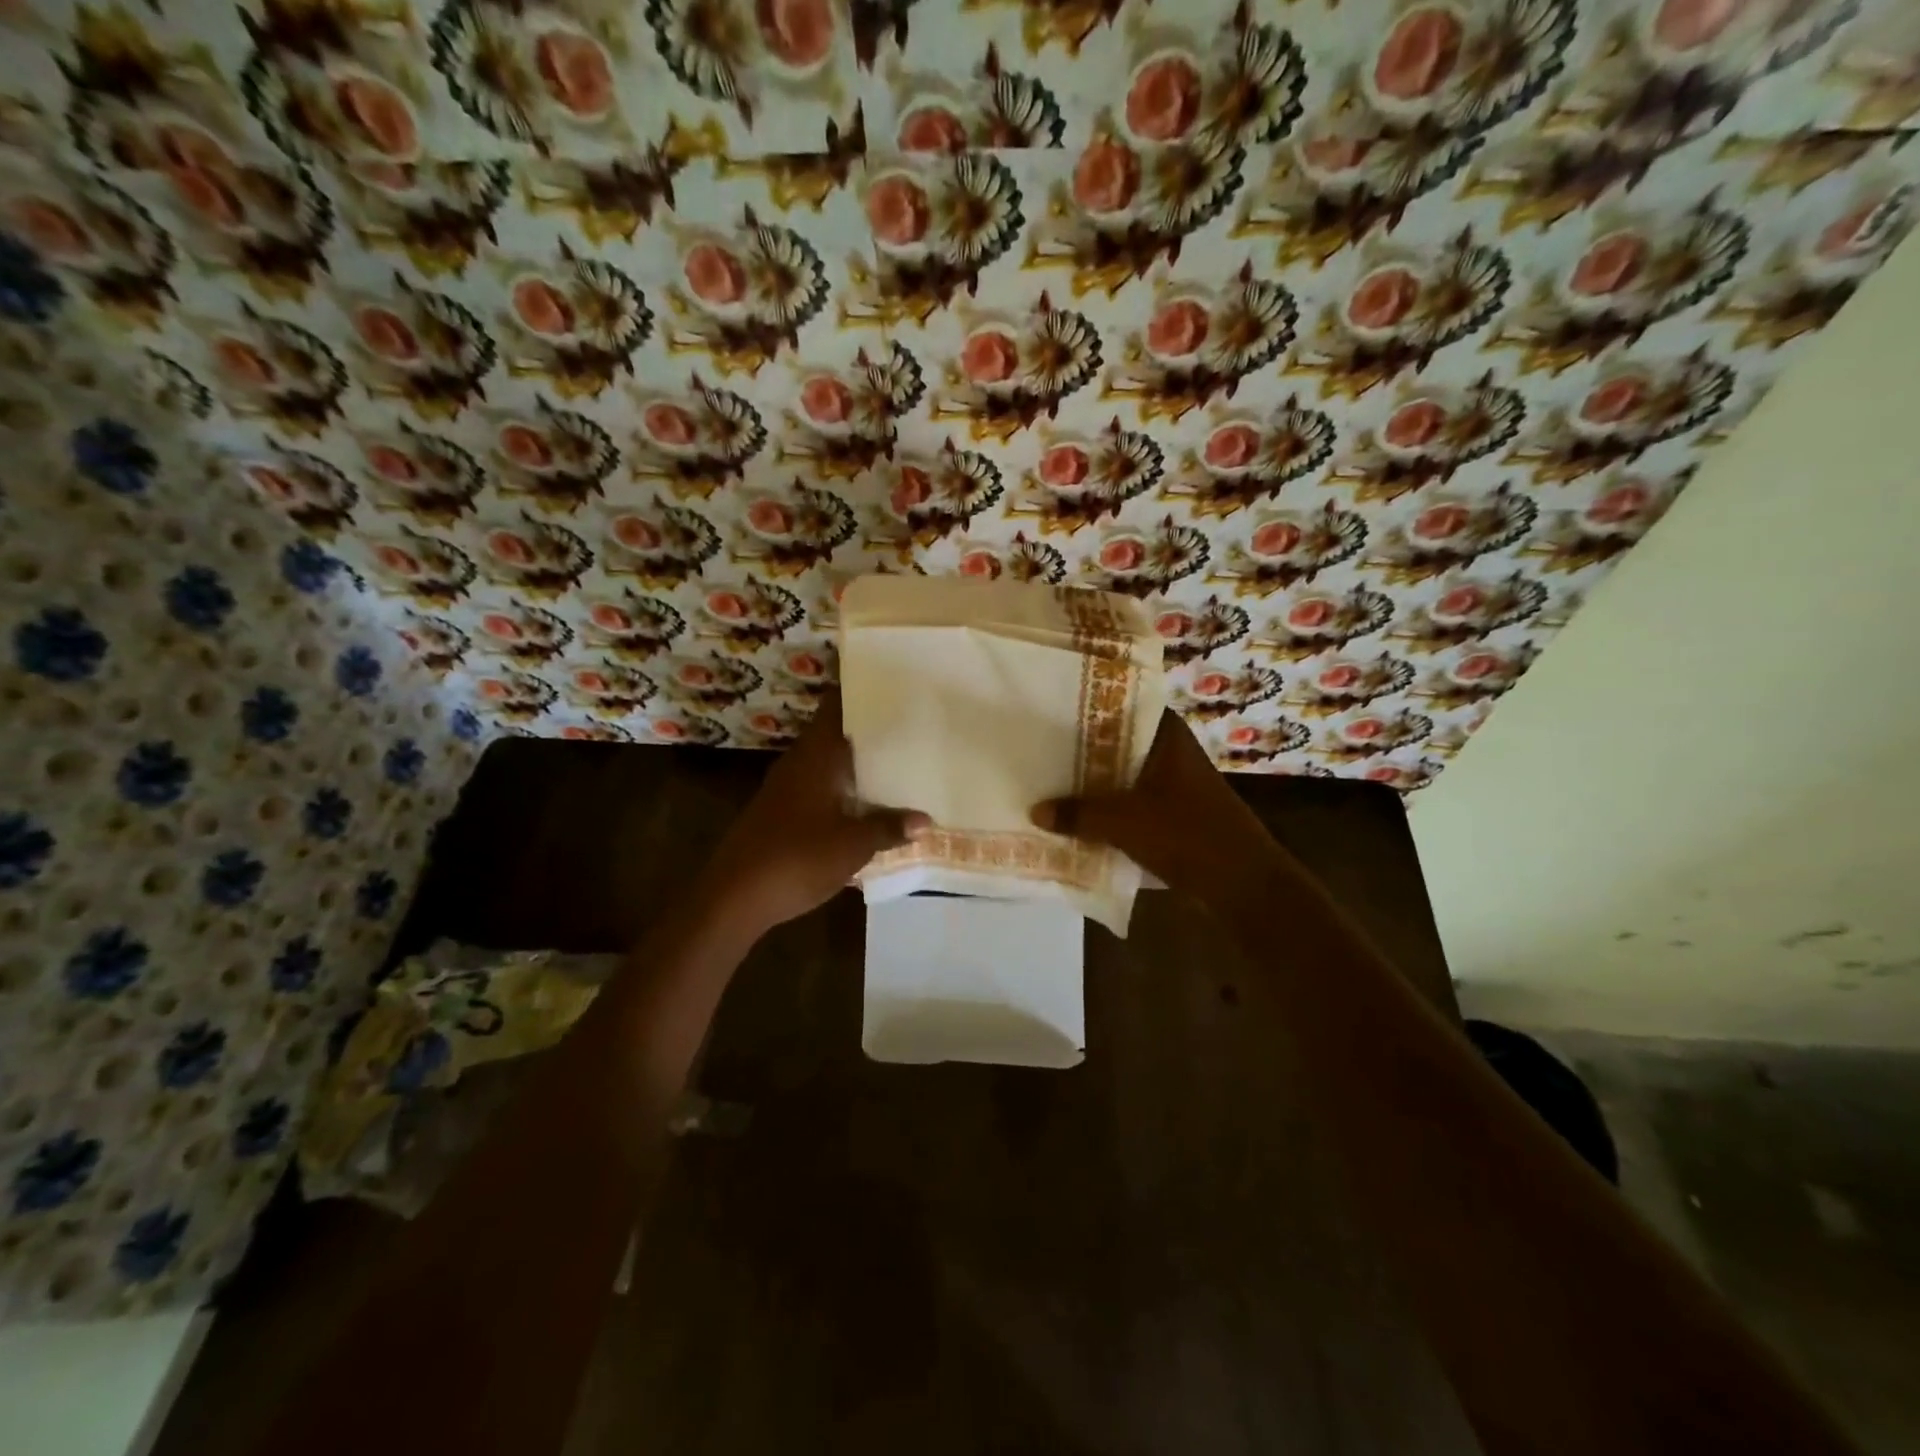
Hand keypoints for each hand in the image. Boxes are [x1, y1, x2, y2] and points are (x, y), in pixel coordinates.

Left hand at [697, 691, 928, 936]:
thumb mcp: (853, 845)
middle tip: (907, 724)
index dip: (858, 691)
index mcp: (815, 757)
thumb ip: (889, 828)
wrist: (734, 897)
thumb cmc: (797, 859)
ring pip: (826, 762)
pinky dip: (842, 787)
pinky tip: (865, 803)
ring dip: (854, 761)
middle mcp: (798, 763)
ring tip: (896, 760)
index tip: (890, 682)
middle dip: (866, 729)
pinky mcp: (780, 813)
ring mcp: (786, 788)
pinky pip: (819, 787)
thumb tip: (925, 820)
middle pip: (833, 733)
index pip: (835, 707)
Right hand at [1030, 709, 1277, 905]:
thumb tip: (1035, 811)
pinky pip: (1132, 799)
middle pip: (1118, 741)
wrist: (1243, 883)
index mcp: (1167, 736)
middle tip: (1040, 746)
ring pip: (1124, 773)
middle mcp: (1172, 751)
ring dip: (1095, 780)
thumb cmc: (1187, 835)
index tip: (1051, 710)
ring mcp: (1175, 782)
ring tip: (1050, 779)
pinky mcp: (1174, 811)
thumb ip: (1078, 814)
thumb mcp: (1124, 823)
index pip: (1123, 704)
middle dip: (1083, 748)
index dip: (1088, 705)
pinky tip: (1079, 814)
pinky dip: (1109, 805)